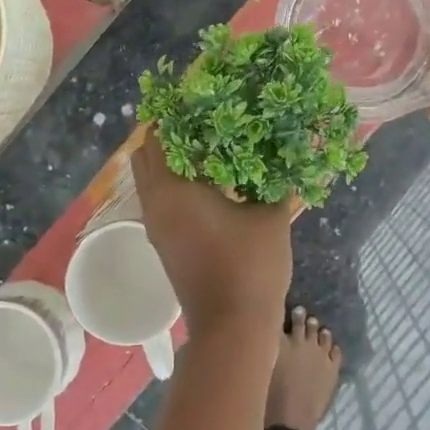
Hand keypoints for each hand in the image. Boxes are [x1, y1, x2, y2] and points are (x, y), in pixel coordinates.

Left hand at [133, 132, 292, 338]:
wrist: (233, 327)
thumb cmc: (250, 266)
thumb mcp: (271, 217)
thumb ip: (273, 181)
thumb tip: (284, 153)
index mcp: (174, 192)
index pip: (158, 140)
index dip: (172, 118)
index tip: (194, 101)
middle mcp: (155, 207)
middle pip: (145, 160)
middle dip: (166, 138)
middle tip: (199, 122)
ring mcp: (156, 229)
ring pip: (151, 184)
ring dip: (169, 165)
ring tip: (205, 149)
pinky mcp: (164, 246)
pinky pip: (159, 203)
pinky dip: (173, 187)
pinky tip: (207, 184)